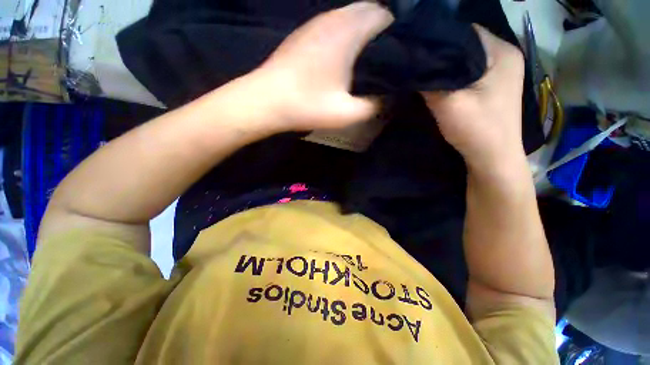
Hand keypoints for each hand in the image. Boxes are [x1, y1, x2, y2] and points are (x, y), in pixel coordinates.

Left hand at [247, 2, 393, 131]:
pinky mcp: (306, 33)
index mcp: (348, 32)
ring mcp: (317, 23)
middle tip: (392, 53)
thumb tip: (389, 99)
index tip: (405, 48)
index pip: (385, 14)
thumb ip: (373, 106)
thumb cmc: (307, 105)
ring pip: (351, 15)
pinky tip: (348, 52)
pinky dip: (348, 32)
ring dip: (365, 29)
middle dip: (385, 28)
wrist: (267, 100)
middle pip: (369, 10)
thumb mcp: (346, 113)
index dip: (400, 29)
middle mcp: (334, 18)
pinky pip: (336, 23)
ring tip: (374, 53)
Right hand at [421, 25, 525, 173]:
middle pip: (466, 45)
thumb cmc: (477, 130)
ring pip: (466, 60)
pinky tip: (439, 85)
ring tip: (425, 74)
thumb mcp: (448, 104)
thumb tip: (411, 66)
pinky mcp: (492, 87)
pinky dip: (453, 77)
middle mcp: (505, 57)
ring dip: (446, 68)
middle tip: (418, 65)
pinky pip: (468, 73)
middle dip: (442, 55)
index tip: (417, 53)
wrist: (493, 159)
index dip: (439, 40)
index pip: (465, 32)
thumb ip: (430, 82)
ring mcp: (500, 73)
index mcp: (502, 52)